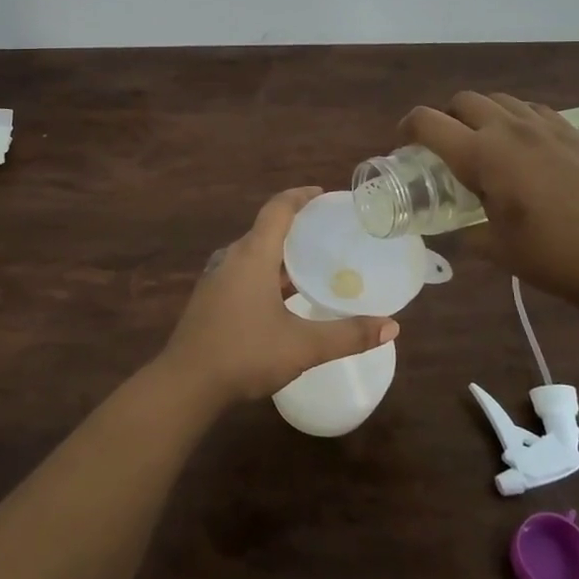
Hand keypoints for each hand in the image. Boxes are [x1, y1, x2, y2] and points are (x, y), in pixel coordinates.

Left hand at [155, 186, 398, 412]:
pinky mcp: (211, 299)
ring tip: (314, 265)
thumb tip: (392, 327)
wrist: (186, 383)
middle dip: (297, 227)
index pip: (278, 209)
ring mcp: (218, 279)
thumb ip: (348, 335)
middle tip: (329, 233)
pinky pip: (245, 272)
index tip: (323, 194)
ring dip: (282, 254)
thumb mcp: (303, 346)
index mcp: (252, 255)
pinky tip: (285, 298)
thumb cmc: (245, 353)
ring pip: (255, 254)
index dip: (300, 196)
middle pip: (266, 229)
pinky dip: (268, 273)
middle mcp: (232, 258)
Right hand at [402, 92, 578, 309]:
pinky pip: (532, 110)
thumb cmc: (552, 256)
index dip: (407, 128)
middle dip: (446, 117)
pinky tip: (524, 145)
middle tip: (446, 147)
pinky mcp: (573, 133)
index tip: (405, 144)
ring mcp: (545, 127)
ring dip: (481, 114)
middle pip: (463, 101)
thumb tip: (457, 228)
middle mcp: (509, 130)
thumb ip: (466, 231)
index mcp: (481, 155)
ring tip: (485, 144)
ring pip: (499, 99)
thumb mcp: (495, 248)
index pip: (428, 122)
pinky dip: (516, 119)